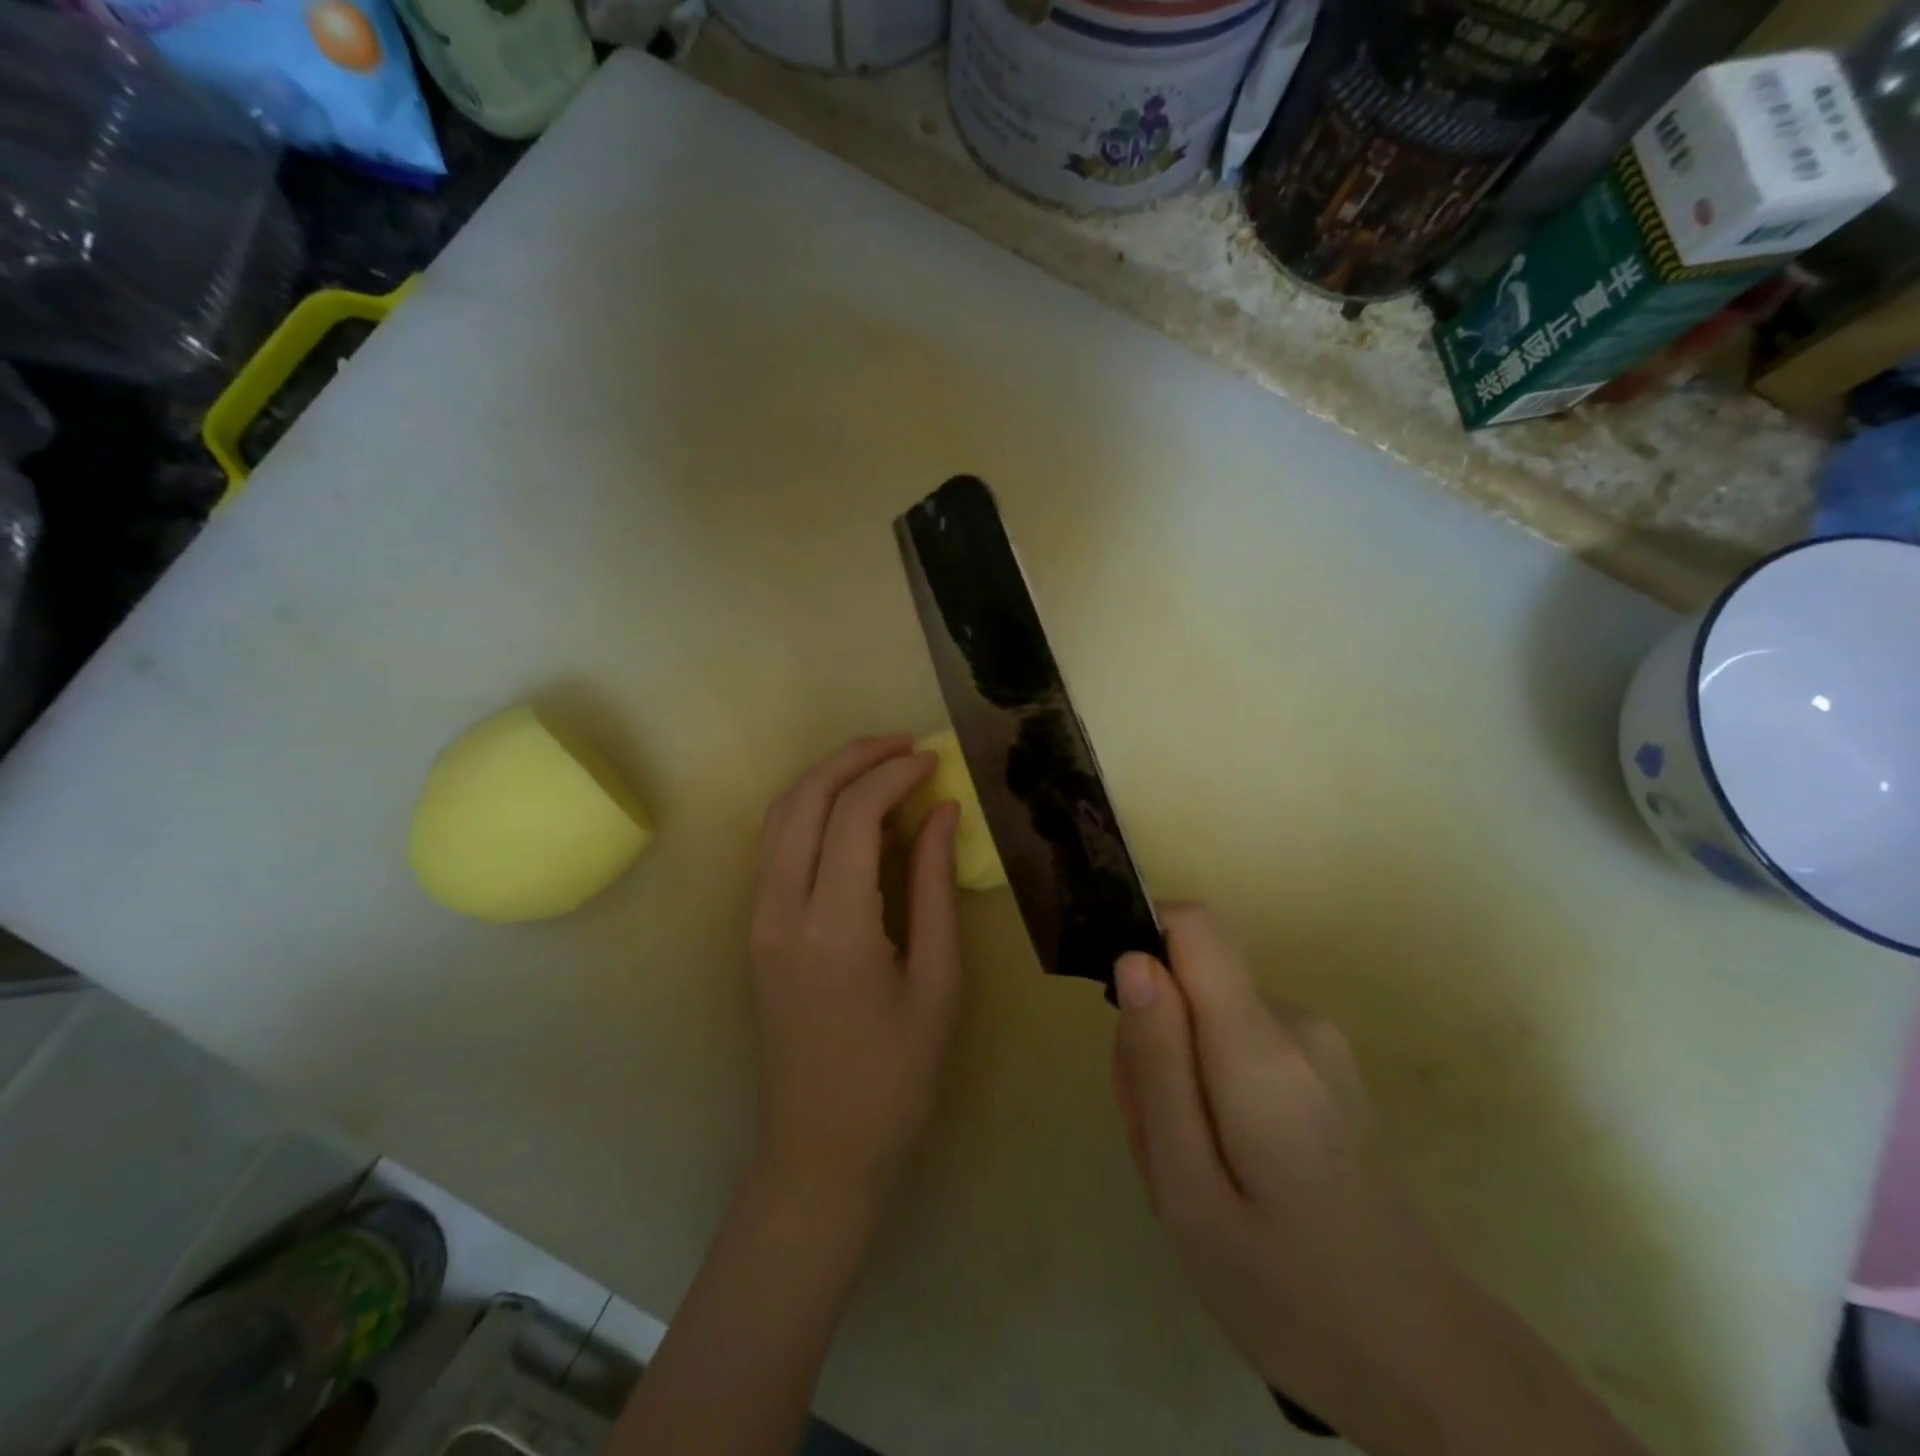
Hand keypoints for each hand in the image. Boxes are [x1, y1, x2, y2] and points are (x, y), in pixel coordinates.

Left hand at [748, 735, 962, 1209]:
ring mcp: (758, 919)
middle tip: (904, 745)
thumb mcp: (937, 980)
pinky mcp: (756, 931)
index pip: (853, 814)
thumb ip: (934, 886)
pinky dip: (810, 811)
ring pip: (779, 816)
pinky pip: (776, 847)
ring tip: (879, 765)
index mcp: (834, 925)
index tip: (932, 759)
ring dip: (826, 778)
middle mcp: (781, 910)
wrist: (821, 1151)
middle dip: (852, 758)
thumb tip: (940, 812)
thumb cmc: (896, 1077)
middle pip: (803, 799)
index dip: (894, 774)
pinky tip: (850, 813)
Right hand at [1110, 906, 1468, 1444]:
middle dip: (1154, 1041)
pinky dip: (1213, 1087)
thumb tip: (1133, 960)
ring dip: (1180, 1074)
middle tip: (1160, 1143)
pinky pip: (1242, 1043)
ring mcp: (1320, 1045)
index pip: (1193, 926)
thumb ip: (1156, 1064)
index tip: (1123, 1021)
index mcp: (1261, 1046)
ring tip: (1193, 1170)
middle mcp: (1296, 1023)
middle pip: (1191, 982)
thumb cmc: (1289, 1292)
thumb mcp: (1187, 1189)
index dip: (1143, 944)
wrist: (1428, 1365)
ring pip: (1210, 1018)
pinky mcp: (1327, 1069)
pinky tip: (1230, 1167)